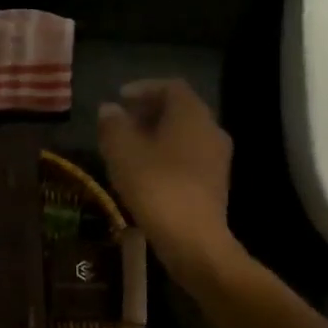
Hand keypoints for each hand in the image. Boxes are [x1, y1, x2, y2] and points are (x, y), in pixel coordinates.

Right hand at [97, 79, 239, 278]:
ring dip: (158, 135)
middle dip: (150, 112)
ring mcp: (217, 158)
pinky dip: (167, 155)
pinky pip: (189, 157)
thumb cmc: (156, 188)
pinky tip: (146, 172)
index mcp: (192, 114)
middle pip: (180, 110)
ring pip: (185, 135)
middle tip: (122, 122)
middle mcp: (211, 129)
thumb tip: (110, 109)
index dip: (144, 88)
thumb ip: (114, 126)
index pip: (171, 87)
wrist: (193, 241)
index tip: (120, 98)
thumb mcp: (123, 153)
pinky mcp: (215, 183)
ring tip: (129, 148)